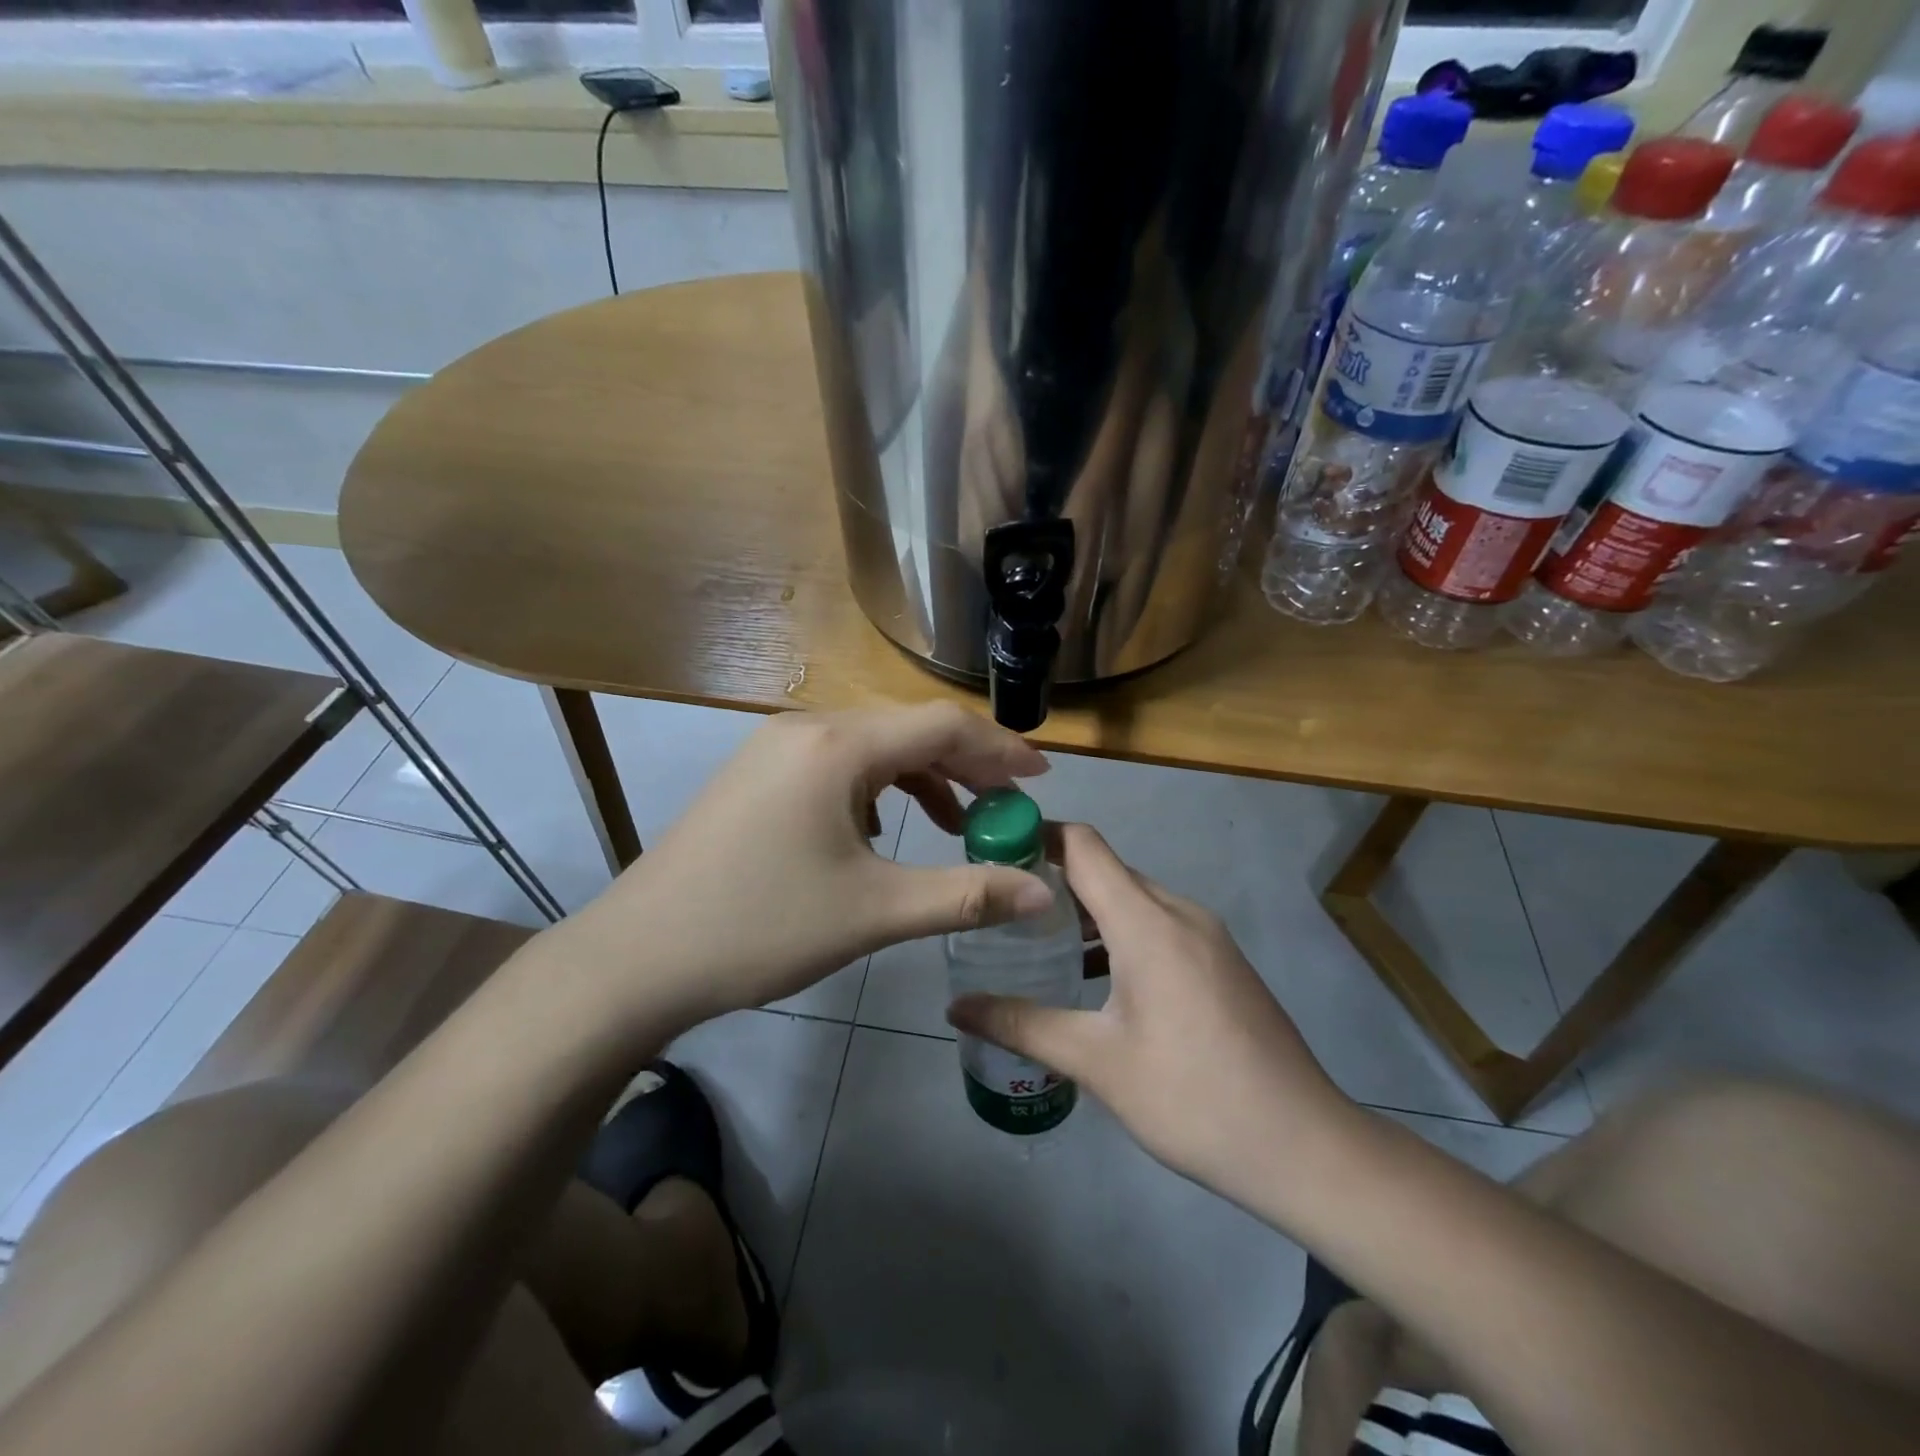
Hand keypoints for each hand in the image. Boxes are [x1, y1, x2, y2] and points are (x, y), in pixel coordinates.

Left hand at [560, 703, 1053, 1031]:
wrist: (638, 957)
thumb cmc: (761, 927)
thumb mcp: (875, 912)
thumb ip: (966, 895)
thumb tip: (1042, 894)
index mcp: (836, 746)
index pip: (941, 726)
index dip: (1000, 749)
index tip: (1041, 779)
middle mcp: (806, 728)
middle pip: (907, 731)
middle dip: (965, 766)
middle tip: (1006, 806)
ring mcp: (774, 748)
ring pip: (871, 749)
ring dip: (921, 779)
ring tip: (955, 823)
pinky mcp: (757, 775)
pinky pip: (837, 766)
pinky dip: (877, 791)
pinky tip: (882, 832)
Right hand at [947, 824, 1348, 1203]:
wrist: (1303, 1146)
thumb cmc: (1192, 1097)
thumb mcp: (1096, 1063)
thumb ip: (1022, 1025)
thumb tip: (956, 1007)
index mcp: (1147, 921)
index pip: (1084, 846)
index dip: (1037, 836)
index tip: (991, 851)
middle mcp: (1179, 912)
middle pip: (1106, 870)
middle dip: (1052, 880)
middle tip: (1000, 909)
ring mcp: (1206, 936)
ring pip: (1133, 900)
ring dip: (1086, 912)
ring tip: (1036, 944)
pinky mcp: (1220, 962)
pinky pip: (1157, 926)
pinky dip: (1118, 934)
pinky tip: (1094, 979)